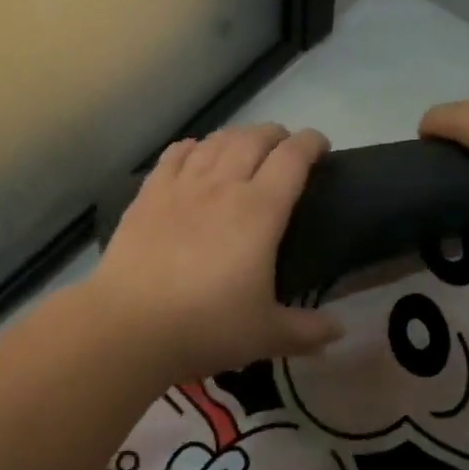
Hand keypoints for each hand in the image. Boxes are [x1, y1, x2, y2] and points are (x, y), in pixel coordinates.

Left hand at [86, 123, 344, 382]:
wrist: (129, 325)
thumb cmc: (206, 326)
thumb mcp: (266, 335)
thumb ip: (308, 331)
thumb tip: (339, 331)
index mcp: (259, 211)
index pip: (292, 159)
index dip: (311, 143)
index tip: (321, 145)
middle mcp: (222, 186)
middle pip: (253, 139)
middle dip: (275, 134)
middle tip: (285, 146)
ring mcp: (181, 187)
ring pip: (214, 142)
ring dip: (237, 136)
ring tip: (245, 145)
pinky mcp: (148, 196)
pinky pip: (174, 156)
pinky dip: (191, 147)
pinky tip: (194, 151)